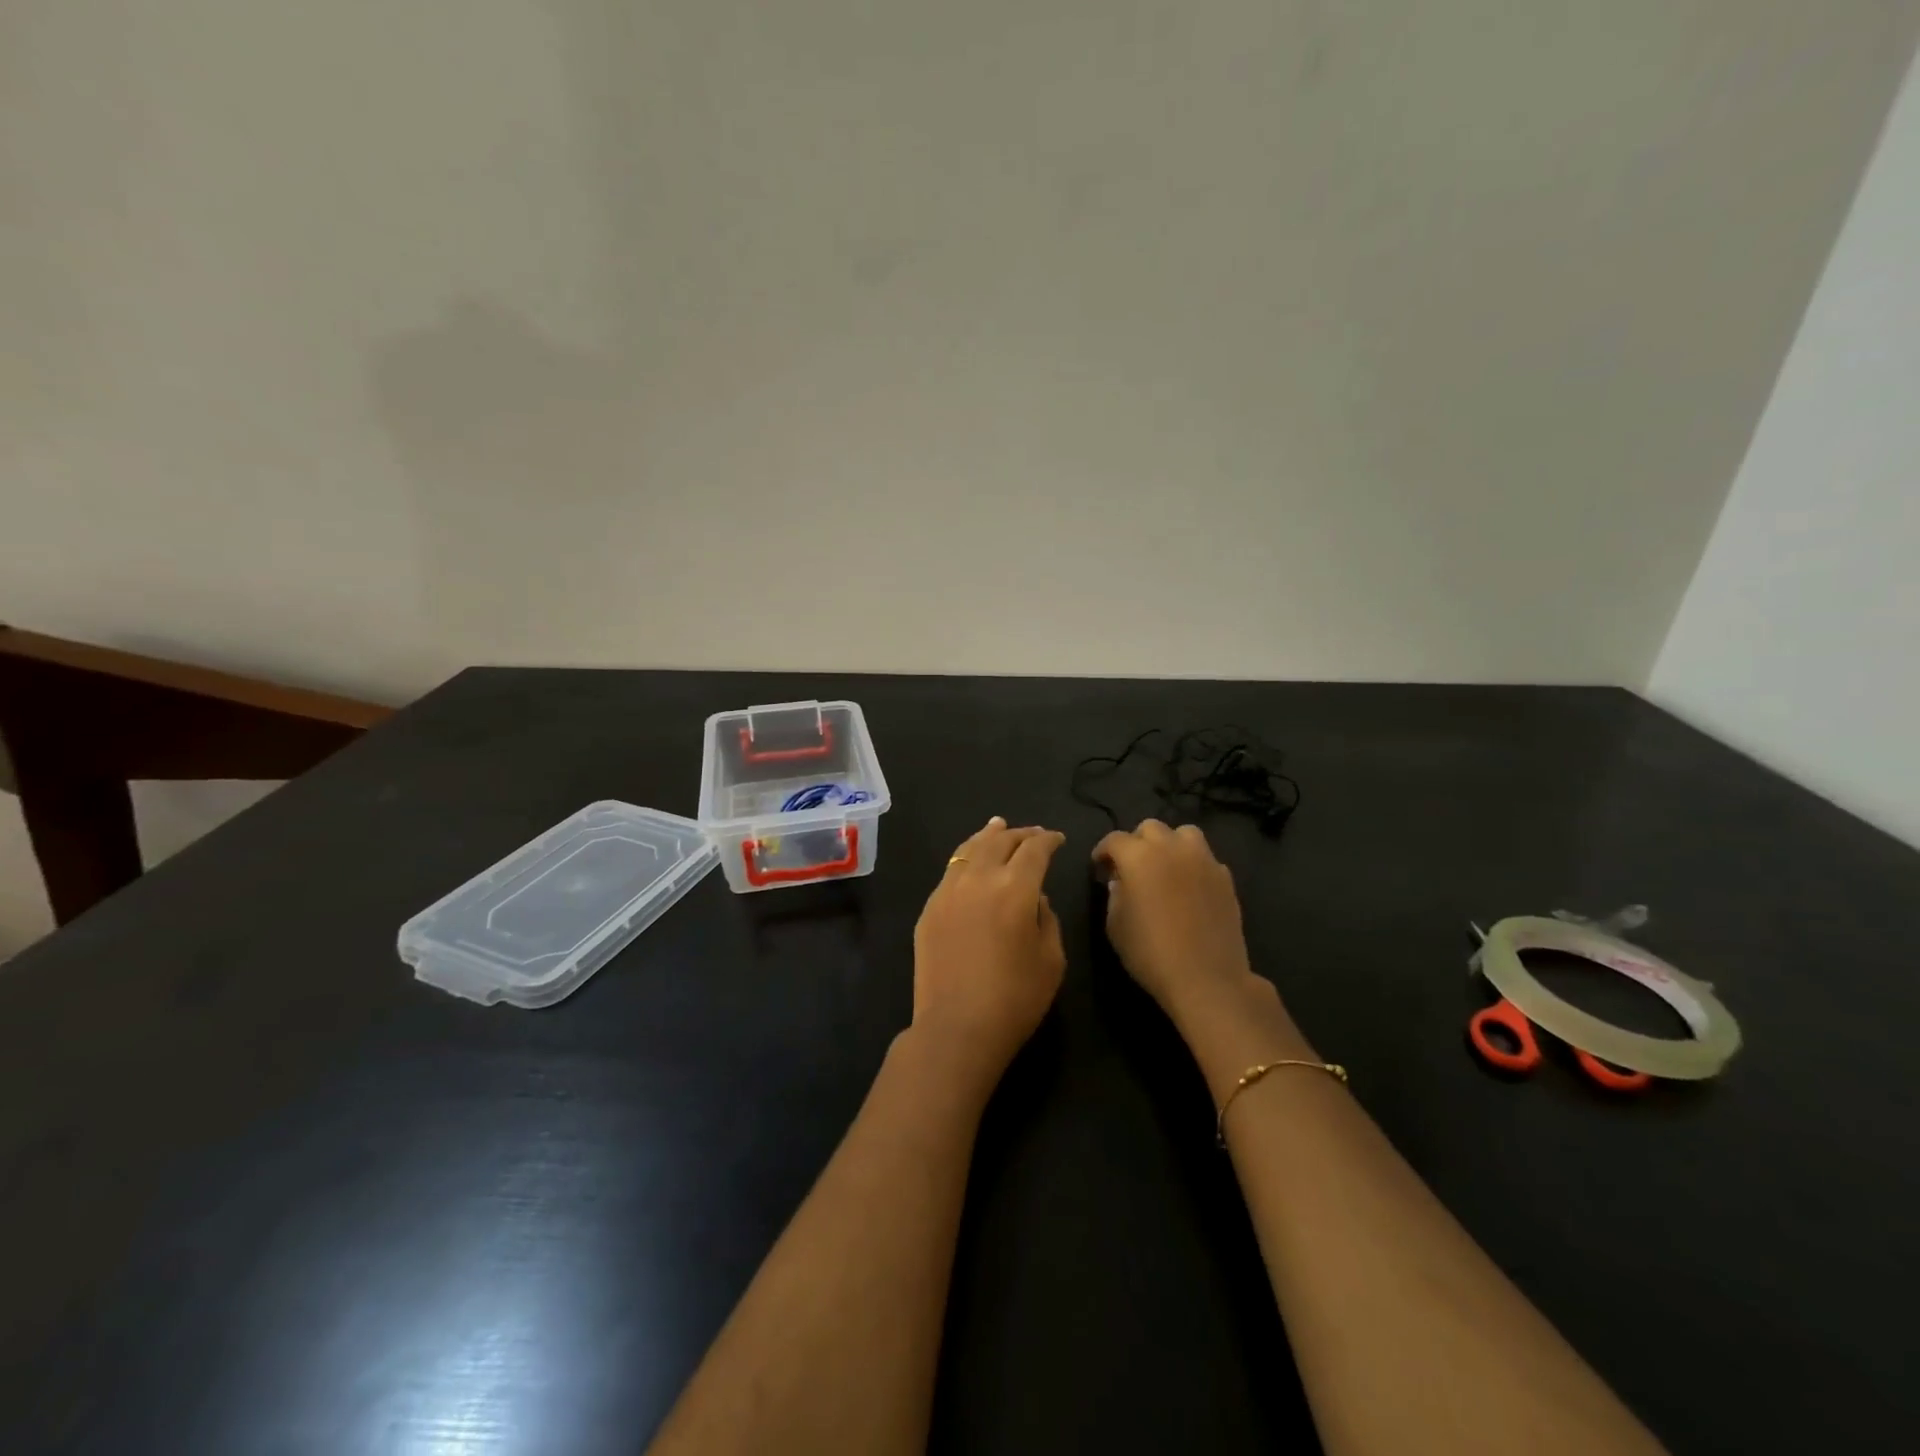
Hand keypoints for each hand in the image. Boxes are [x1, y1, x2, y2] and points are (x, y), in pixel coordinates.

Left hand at [912, 817, 1067, 1093]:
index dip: (1049, 840)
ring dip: (989, 836)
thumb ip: (1047, 918)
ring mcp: (949, 890)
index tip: (1058, 839)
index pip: (1034, 850)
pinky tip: (971, 860)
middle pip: (1001, 841)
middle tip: (1034, 833)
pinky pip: (951, 870)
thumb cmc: (1015, 999)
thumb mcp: (1051, 959)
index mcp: (1016, 888)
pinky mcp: (930, 908)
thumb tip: (1034, 897)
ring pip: (970, 849)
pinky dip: (966, 857)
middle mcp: (980, 878)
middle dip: (1020, 834)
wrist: (956, 1028)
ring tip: (998, 826)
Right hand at [1092, 819, 1265, 1026]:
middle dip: (1136, 842)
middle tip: (1131, 867)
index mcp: (1139, 856)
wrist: (1206, 978)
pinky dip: (1194, 864)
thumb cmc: (1150, 953)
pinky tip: (1189, 887)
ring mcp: (1203, 860)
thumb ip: (1115, 896)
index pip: (1114, 840)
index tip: (1100, 868)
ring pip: (1184, 833)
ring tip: (1165, 867)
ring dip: (1170, 844)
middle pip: (1150, 828)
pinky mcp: (1225, 877)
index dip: (1103, 851)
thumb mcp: (1116, 926)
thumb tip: (1121, 882)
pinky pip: (1205, 858)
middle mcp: (1171, 848)